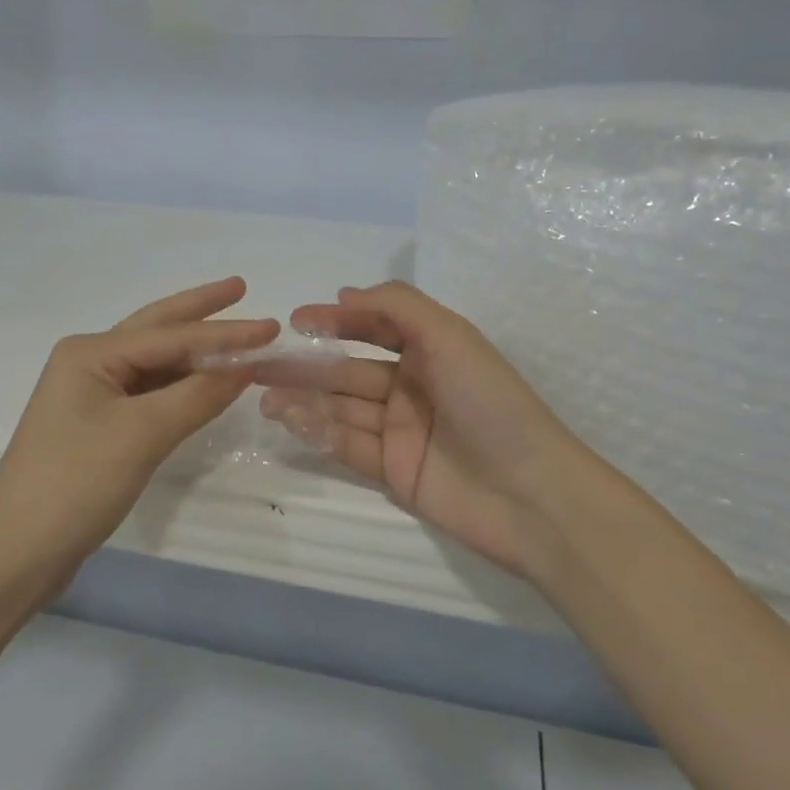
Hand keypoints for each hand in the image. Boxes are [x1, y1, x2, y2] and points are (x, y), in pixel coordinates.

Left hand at [0, 278, 276, 597]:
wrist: (15, 555)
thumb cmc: (75, 484)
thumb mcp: (142, 435)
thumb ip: (197, 396)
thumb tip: (247, 365)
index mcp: (91, 353)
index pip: (171, 336)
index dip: (224, 332)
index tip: (271, 326)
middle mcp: (89, 362)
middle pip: (157, 330)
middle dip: (200, 311)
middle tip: (241, 288)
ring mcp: (90, 395)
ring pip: (154, 363)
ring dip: (194, 351)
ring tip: (235, 335)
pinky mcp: (97, 426)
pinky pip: (149, 392)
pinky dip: (181, 385)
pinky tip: (205, 382)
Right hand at [259, 282, 581, 577]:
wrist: (530, 494)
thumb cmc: (489, 402)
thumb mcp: (449, 336)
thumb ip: (396, 306)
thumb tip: (343, 295)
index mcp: (428, 349)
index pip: (372, 327)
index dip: (334, 321)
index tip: (295, 321)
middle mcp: (411, 385)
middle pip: (347, 369)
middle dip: (305, 365)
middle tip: (259, 364)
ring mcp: (400, 429)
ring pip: (341, 407)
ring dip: (304, 399)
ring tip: (264, 397)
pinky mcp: (392, 470)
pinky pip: (348, 443)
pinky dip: (319, 431)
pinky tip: (291, 421)